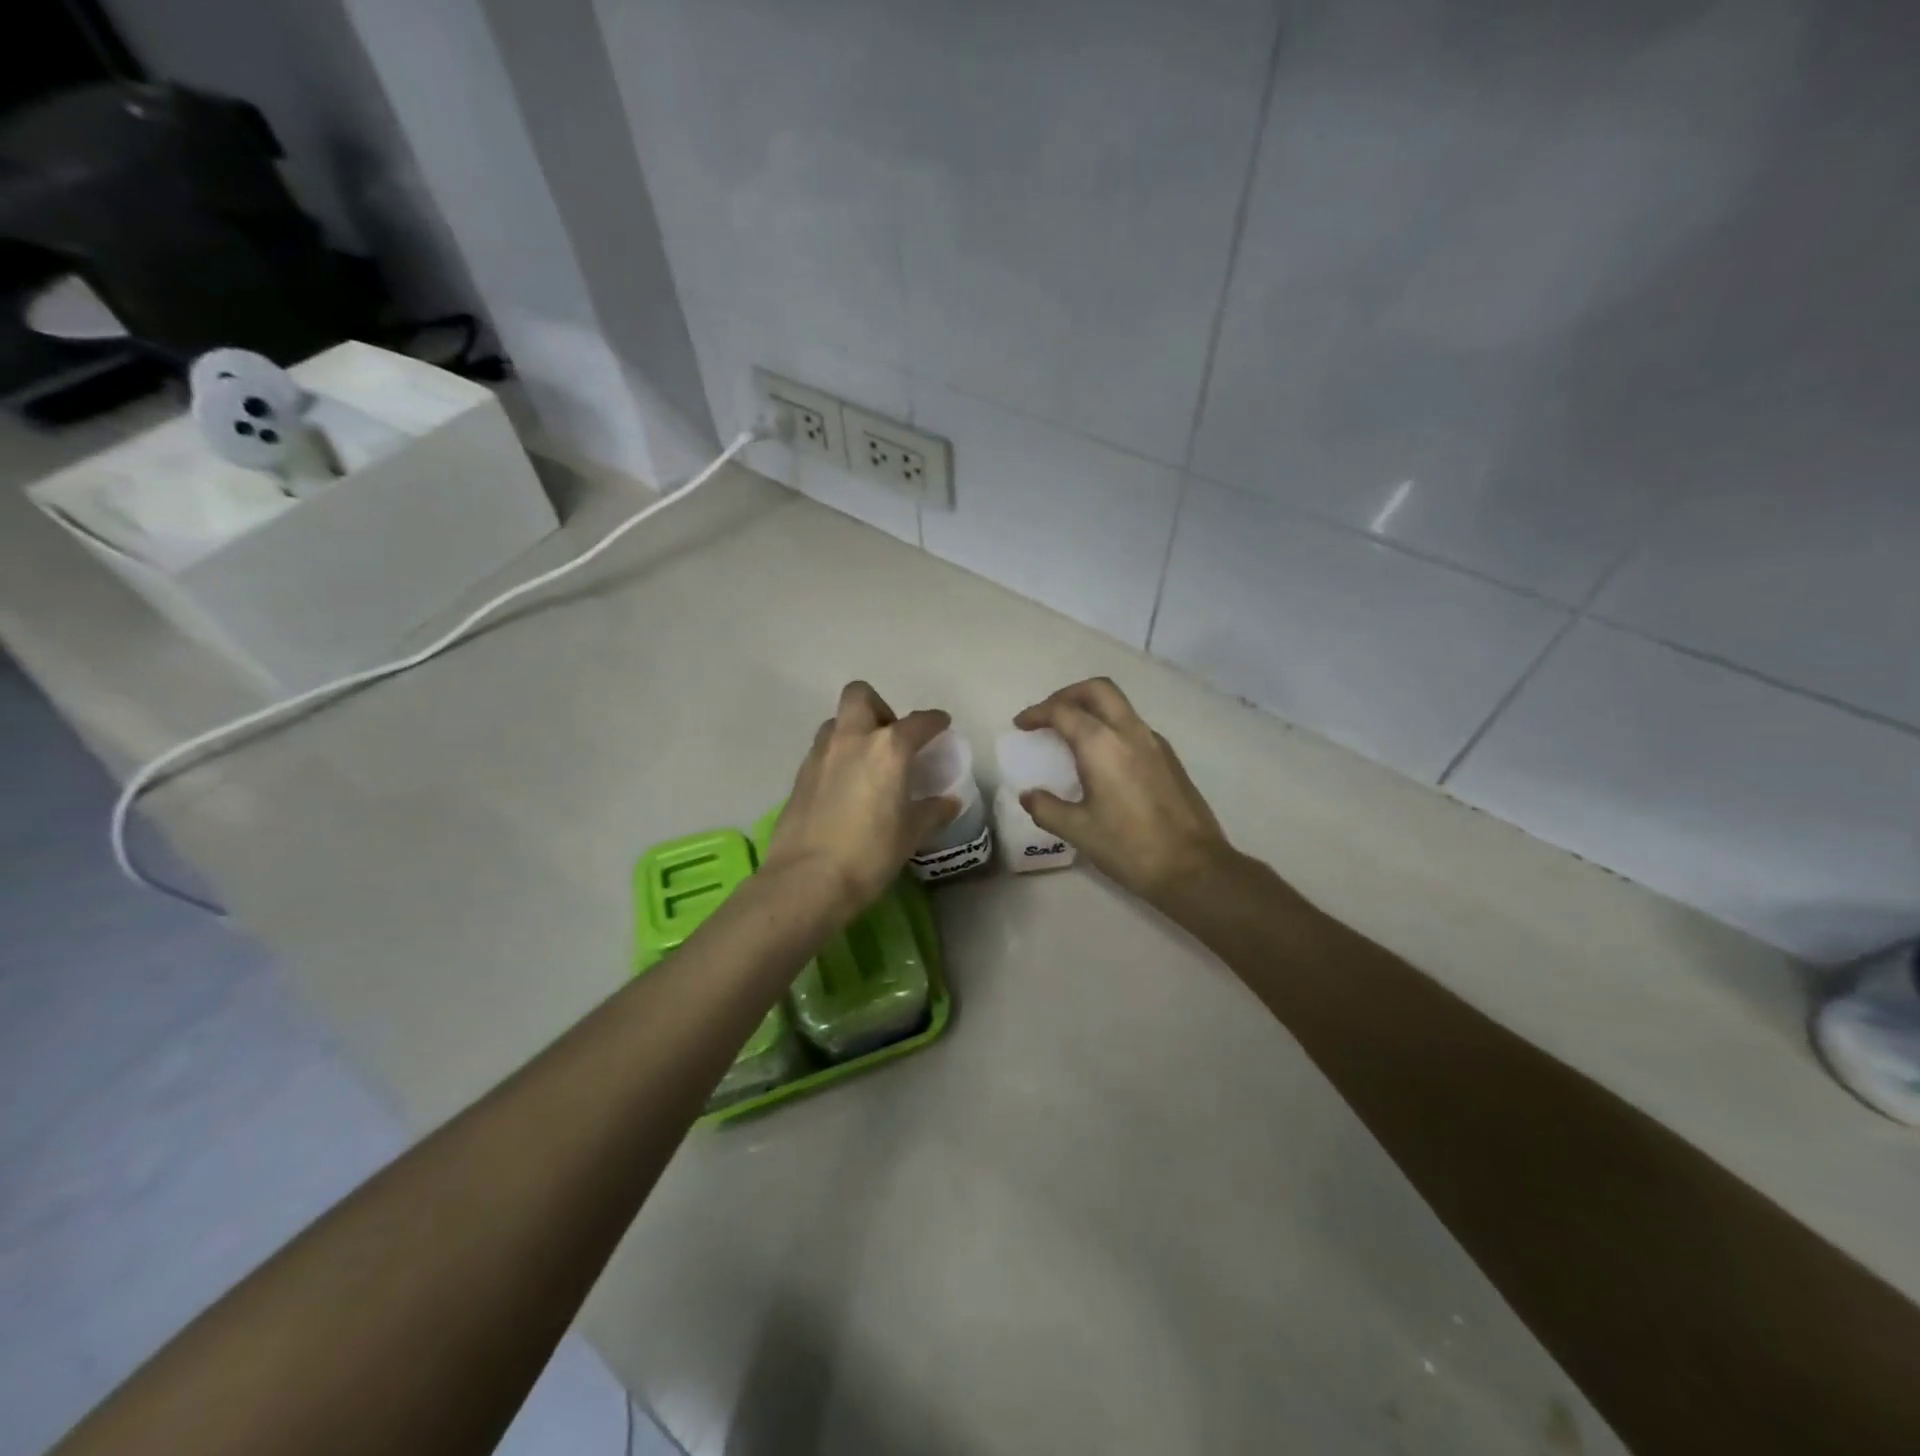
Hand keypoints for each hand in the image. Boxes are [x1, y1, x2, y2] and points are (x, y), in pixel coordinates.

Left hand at [764, 681, 958, 918]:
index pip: (918, 722)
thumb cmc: (870, 854)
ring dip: (853, 730)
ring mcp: (820, 755)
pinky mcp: (799, 776)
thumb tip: (948, 803)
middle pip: (861, 696)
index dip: (933, 721)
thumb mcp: (910, 835)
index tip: (941, 725)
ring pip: (837, 722)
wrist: (807, 879)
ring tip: (866, 762)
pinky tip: (845, 786)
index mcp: (889, 749)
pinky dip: (837, 757)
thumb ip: (931, 812)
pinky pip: (822, 751)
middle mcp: (852, 740)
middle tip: (891, 737)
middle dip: (879, 707)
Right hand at [1014, 678, 1231, 907]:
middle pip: (1097, 690)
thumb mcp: (1078, 830)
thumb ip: (1047, 808)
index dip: (1037, 713)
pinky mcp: (1169, 757)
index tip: (1021, 725)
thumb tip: (1029, 795)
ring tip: (1071, 734)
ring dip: (1091, 708)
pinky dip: (1110, 726)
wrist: (1193, 868)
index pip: (1063, 711)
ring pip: (1119, 705)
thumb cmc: (1129, 847)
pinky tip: (1102, 757)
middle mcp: (1129, 732)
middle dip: (1067, 695)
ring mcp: (1154, 742)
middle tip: (1048, 715)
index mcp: (1102, 744)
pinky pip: (1133, 725)